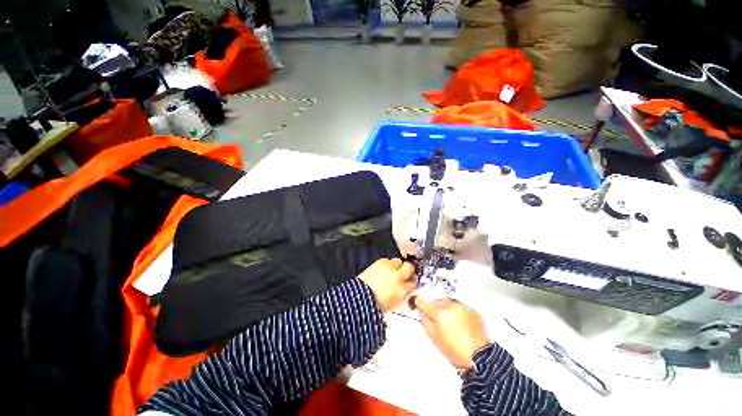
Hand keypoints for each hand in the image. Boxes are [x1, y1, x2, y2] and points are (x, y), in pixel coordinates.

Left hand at [359, 258, 415, 311]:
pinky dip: (386, 263)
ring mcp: (389, 268)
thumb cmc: (375, 306)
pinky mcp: (380, 262)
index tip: (409, 282)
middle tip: (403, 273)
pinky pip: (387, 260)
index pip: (413, 283)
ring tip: (391, 270)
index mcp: (403, 291)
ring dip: (397, 265)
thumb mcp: (393, 304)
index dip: (411, 282)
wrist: (360, 298)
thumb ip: (401, 294)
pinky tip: (382, 268)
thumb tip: (403, 289)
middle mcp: (399, 277)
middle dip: (408, 270)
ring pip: (399, 261)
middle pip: (410, 267)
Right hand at [414, 298, 489, 369]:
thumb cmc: (453, 350)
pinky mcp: (472, 310)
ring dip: (446, 308)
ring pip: (449, 302)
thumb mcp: (434, 338)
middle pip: (437, 301)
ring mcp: (462, 307)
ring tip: (450, 321)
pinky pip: (460, 307)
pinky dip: (458, 312)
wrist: (479, 357)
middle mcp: (450, 305)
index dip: (419, 302)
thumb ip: (425, 322)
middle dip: (435, 307)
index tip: (417, 303)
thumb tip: (422, 312)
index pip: (424, 302)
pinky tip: (460, 323)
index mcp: (439, 312)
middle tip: (437, 318)